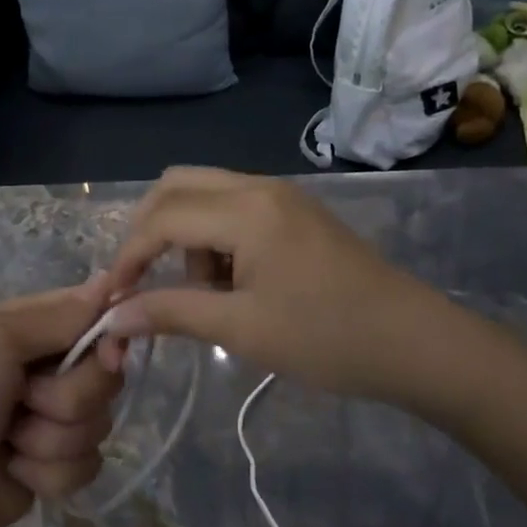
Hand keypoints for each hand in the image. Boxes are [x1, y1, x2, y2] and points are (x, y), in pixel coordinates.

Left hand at [0, 275, 125, 526]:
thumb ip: (60, 316)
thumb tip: (111, 279)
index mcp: (33, 328)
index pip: (95, 314)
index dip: (110, 334)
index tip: (110, 353)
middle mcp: (48, 367)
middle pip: (106, 374)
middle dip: (71, 396)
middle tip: (26, 400)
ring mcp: (51, 419)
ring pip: (99, 422)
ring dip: (52, 438)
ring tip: (9, 442)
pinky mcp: (53, 466)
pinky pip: (87, 464)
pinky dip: (49, 472)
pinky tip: (13, 471)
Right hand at [102, 168, 461, 401]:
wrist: (414, 342)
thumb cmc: (326, 337)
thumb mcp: (242, 328)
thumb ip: (171, 312)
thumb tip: (113, 315)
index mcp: (245, 209)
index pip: (163, 216)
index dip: (130, 254)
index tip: (114, 296)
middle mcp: (258, 186)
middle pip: (177, 185)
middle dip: (151, 229)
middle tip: (145, 281)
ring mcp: (280, 194)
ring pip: (205, 193)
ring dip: (186, 234)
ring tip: (206, 294)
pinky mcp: (294, 209)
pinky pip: (233, 206)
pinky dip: (214, 235)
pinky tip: (233, 282)